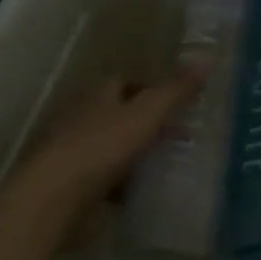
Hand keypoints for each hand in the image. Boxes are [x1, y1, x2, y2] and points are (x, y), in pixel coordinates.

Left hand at [11, 73, 202, 217]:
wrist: (53, 199)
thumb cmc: (100, 147)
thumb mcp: (146, 114)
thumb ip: (175, 91)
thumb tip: (207, 60)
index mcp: (96, 94)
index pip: (125, 82)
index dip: (151, 90)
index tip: (178, 106)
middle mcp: (81, 118)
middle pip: (118, 115)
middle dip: (145, 125)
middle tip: (179, 138)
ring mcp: (73, 153)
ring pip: (111, 149)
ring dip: (134, 157)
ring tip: (167, 168)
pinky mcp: (71, 187)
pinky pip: (104, 182)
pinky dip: (122, 187)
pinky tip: (142, 196)